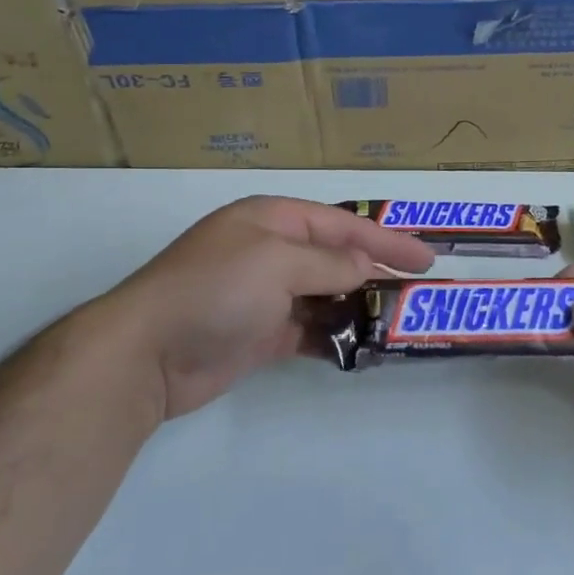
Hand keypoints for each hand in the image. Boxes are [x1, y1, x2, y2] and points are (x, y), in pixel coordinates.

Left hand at [107, 196, 435, 422]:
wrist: (147, 353)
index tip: (426, 258)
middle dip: (375, 272)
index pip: (341, 224)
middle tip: (419, 291)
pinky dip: (334, 336)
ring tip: (397, 321)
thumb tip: (364, 268)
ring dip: (358, 306)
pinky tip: (361, 347)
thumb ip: (328, 264)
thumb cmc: (214, 290)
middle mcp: (270, 251)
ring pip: (325, 295)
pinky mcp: (260, 333)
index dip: (385, 239)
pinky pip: (309, 329)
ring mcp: (264, 294)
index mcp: (272, 220)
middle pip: (335, 257)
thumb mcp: (276, 263)